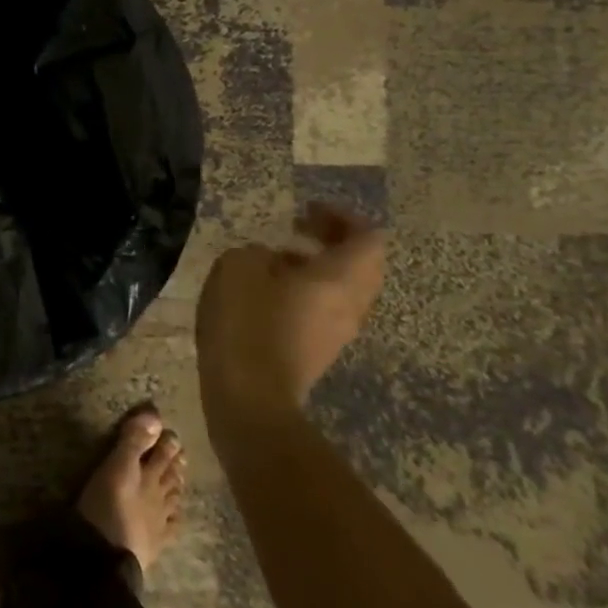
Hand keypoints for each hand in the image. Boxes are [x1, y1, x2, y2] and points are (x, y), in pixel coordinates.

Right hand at [196, 203, 385, 428]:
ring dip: (320, 266)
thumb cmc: (247, 323)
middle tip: (299, 227)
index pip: (368, 237)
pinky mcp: (319, 351)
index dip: (342, 217)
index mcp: (339, 278)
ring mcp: (338, 332)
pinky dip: (309, 291)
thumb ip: (258, 252)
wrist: (249, 397)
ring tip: (278, 258)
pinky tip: (270, 291)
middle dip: (335, 240)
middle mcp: (351, 304)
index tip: (308, 209)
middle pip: (364, 264)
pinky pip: (328, 309)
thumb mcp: (238, 266)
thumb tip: (271, 262)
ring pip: (347, 289)